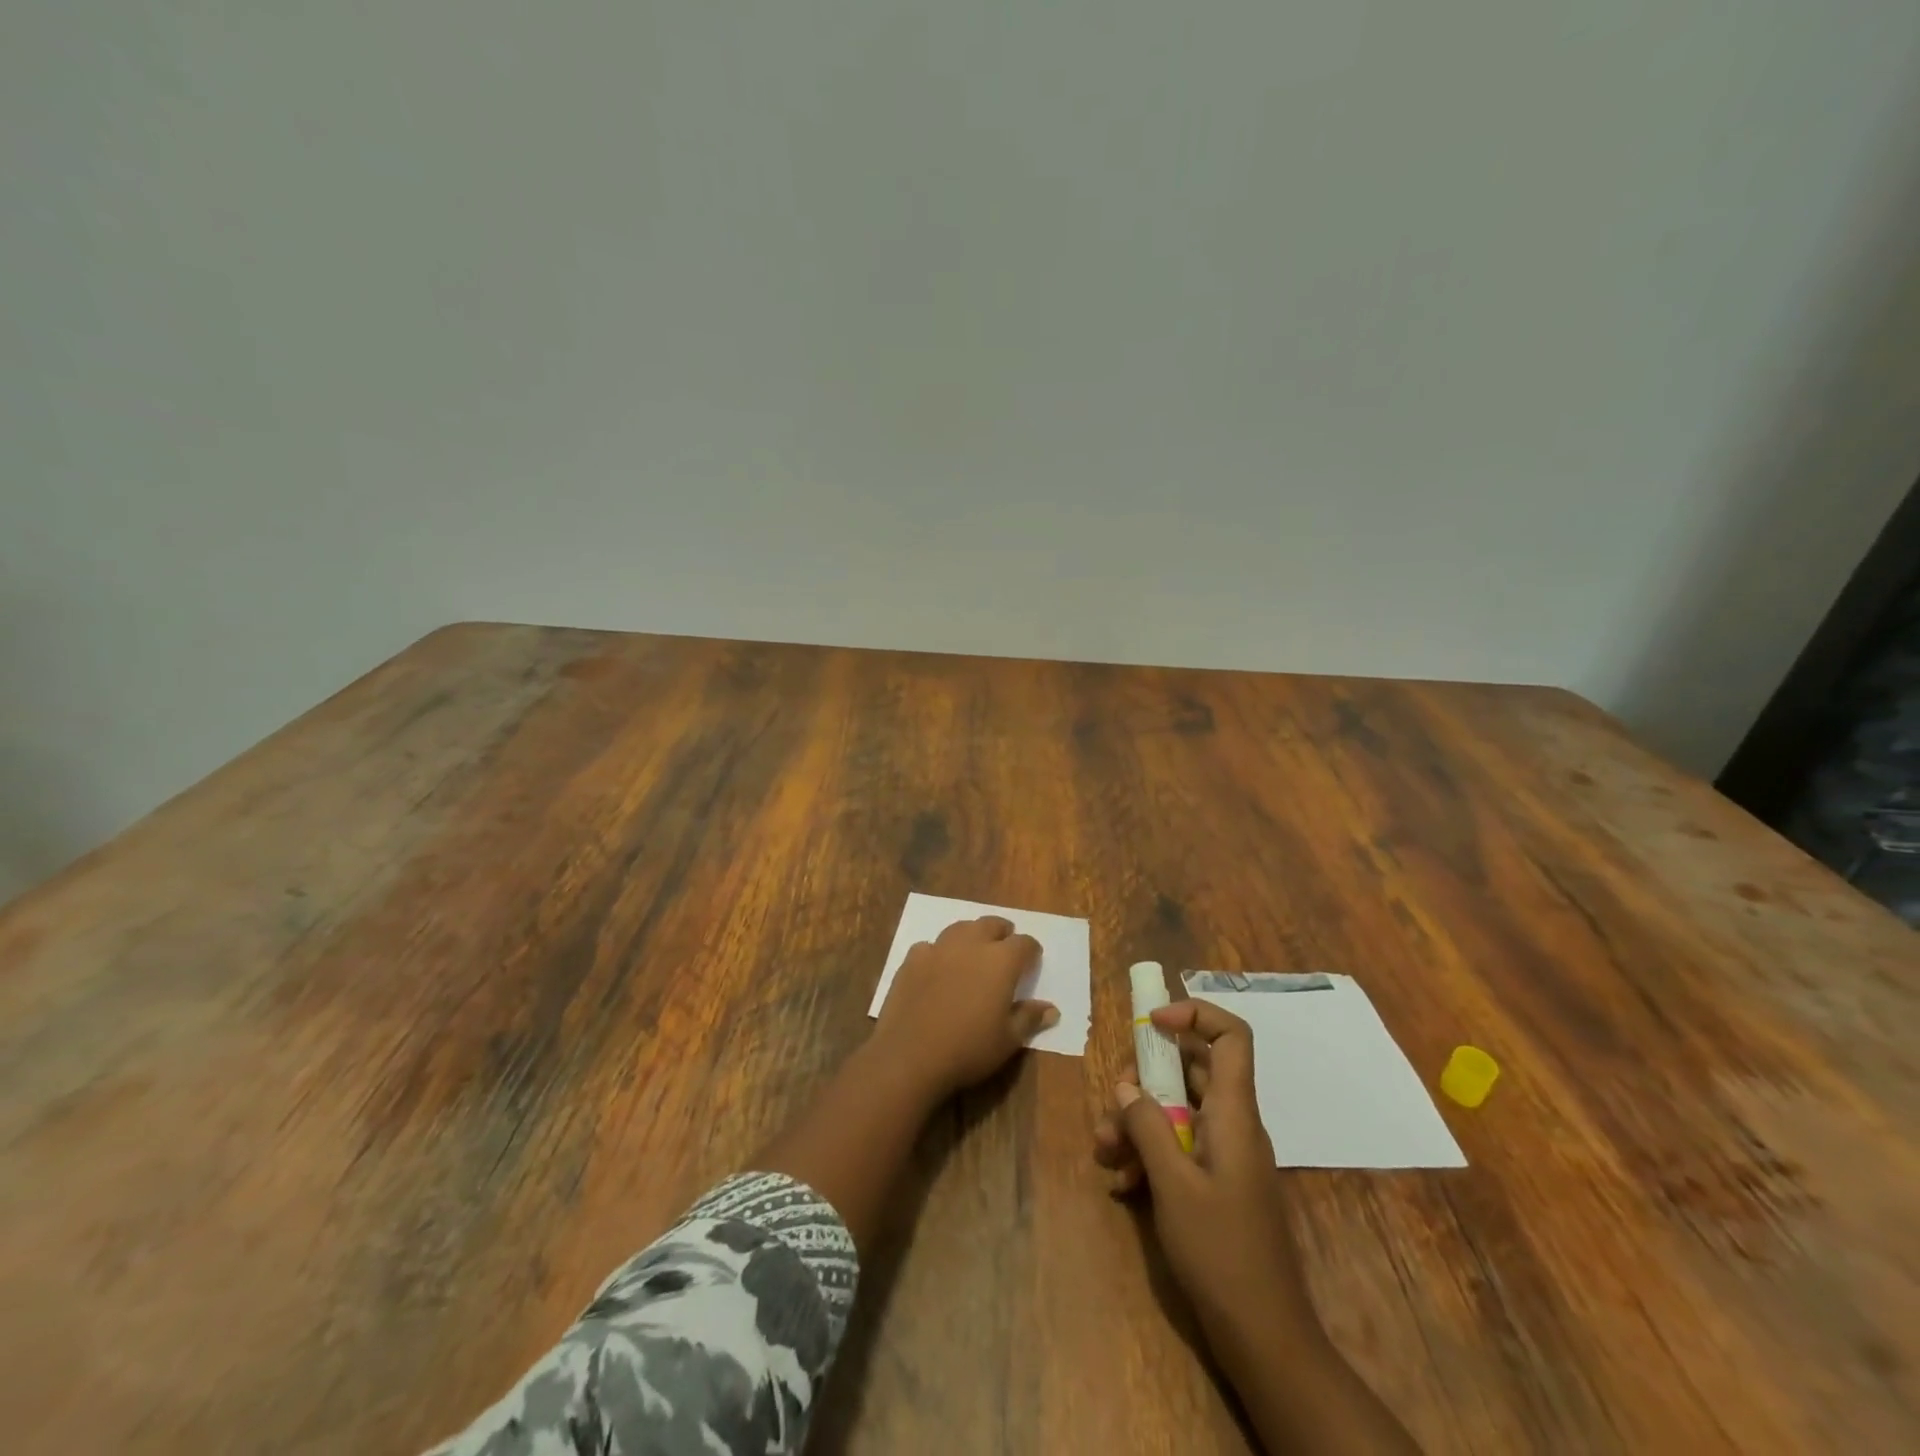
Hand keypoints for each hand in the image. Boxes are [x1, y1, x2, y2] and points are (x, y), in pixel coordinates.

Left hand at [874, 917, 1057, 1098]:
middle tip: (1004, 946)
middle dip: (1002, 932)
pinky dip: (939, 952)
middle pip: (990, 924)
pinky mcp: (912, 959)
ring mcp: (938, 948)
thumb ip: (1029, 1018)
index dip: (1031, 950)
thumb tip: (1051, 1009)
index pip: (1024, 944)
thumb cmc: (968, 1049)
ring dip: (971, 935)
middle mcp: (971, 945)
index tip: (1032, 961)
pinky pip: (930, 946)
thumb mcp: (1008, 1040)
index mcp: (1000, 961)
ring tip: (973, 951)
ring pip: (960, 928)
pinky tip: (937, 968)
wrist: (910, 1056)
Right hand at [1093, 999, 1315, 1340]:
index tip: (1151, 1023)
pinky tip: (1122, 1183)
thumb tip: (1126, 1085)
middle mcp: (1233, 1123)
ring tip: (1105, 1151)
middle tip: (1112, 1102)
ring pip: (1178, 1109)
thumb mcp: (1173, 1185)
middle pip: (1191, 1070)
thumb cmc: (1222, 1252)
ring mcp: (1225, 1153)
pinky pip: (1179, 1145)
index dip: (1194, 1015)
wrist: (1265, 1337)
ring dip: (1138, 1121)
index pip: (1231, 1036)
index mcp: (1234, 1113)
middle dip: (1145, 1078)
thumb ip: (1147, 1126)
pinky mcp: (1216, 1182)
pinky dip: (1149, 1153)